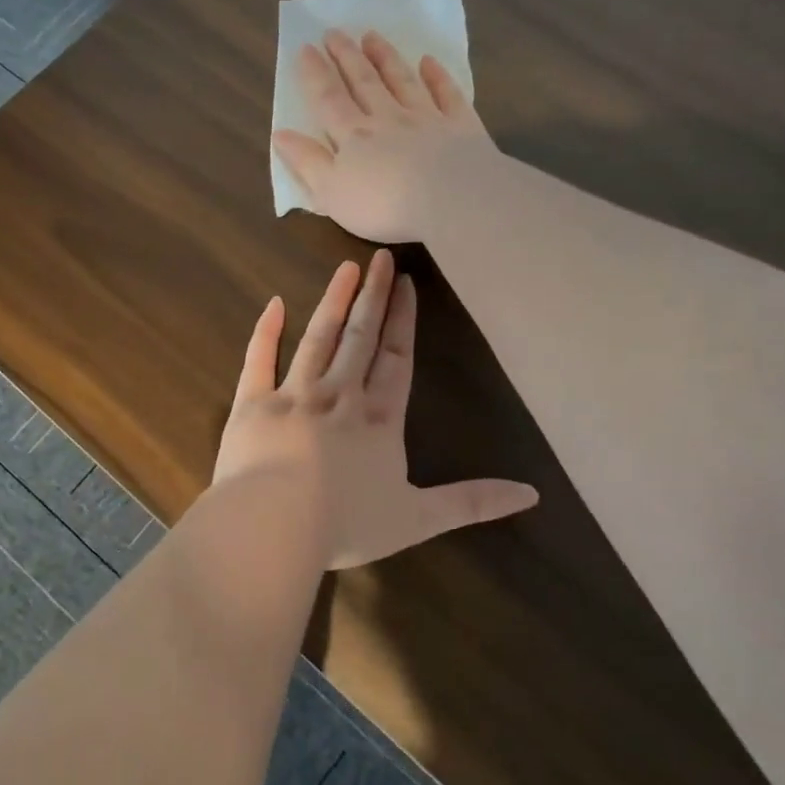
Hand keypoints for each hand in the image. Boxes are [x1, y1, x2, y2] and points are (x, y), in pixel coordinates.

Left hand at [212, 248, 536, 569]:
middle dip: (373, 297)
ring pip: (317, 338)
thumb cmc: (346, 523)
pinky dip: (266, 331)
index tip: (406, 285)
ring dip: (333, 301)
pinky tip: (274, 303)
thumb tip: (531, 494)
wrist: (274, 525)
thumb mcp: (418, 519)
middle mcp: (339, 396)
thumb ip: (472, 503)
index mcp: (378, 420)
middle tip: (381, 258)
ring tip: (346, 268)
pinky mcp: (253, 404)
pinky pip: (259, 360)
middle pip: (360, 337)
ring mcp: (294, 395)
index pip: (397, 359)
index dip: (404, 321)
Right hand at [273, 29, 498, 242]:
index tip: (305, 48)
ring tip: (372, 36)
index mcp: (353, 137)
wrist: (450, 200)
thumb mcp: (331, 192)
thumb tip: (280, 134)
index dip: (315, 74)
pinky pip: (447, 95)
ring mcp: (426, 119)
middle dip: (347, 57)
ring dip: (385, 58)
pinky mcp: (460, 127)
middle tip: (335, 32)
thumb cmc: (383, 205)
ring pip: (402, 81)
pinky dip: (437, 77)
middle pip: (364, 83)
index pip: (329, 100)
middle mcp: (388, 119)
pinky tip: (429, 62)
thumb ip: (307, 162)